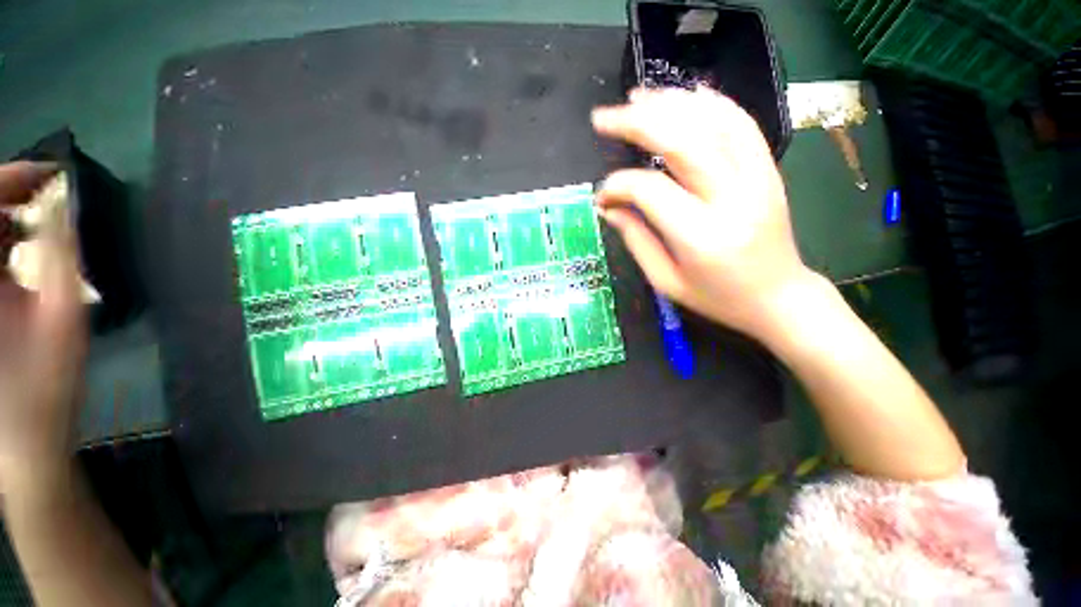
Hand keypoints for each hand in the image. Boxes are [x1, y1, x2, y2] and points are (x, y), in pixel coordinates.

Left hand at [0, 161, 84, 494]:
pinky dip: (3, 242)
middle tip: (49, 193)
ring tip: (39, 220)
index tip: (54, 174)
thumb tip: (63, 201)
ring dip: (7, 218)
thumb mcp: (64, 317)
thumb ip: (63, 254)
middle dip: (11, 194)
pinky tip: (23, 249)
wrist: (24, 434)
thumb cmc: (47, 382)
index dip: (15, 178)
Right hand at [592, 87, 815, 341]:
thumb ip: (635, 239)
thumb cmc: (716, 297)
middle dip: (637, 122)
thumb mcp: (665, 280)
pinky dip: (710, 102)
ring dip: (669, 103)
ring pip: (712, 121)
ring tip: (635, 98)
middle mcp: (731, 198)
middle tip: (604, 118)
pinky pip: (741, 123)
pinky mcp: (768, 168)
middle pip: (681, 141)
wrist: (778, 296)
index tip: (602, 195)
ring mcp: (757, 177)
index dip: (618, 185)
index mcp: (700, 236)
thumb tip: (609, 206)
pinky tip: (684, 95)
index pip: (649, 190)